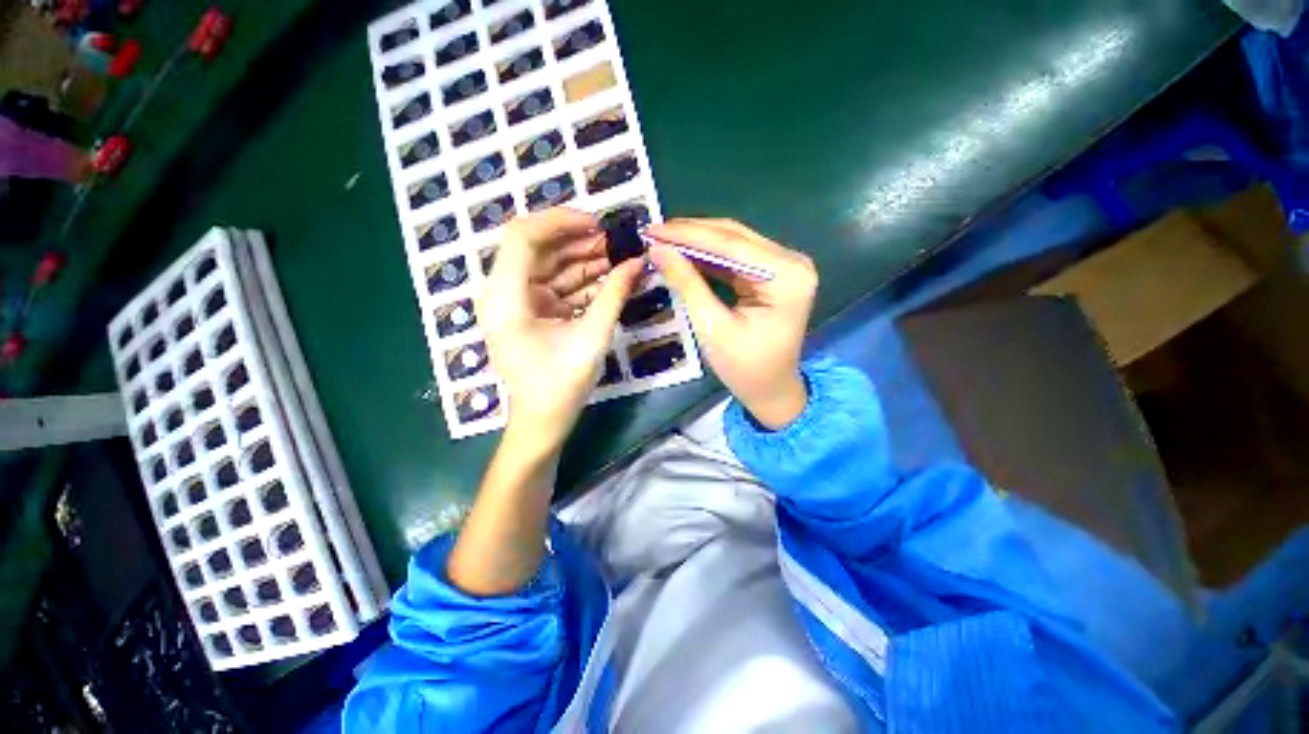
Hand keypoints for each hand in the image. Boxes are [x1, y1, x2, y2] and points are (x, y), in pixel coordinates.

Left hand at [477, 208, 644, 451]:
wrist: (543, 420)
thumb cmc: (561, 385)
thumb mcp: (592, 337)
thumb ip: (614, 295)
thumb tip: (638, 262)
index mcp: (506, 298)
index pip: (523, 236)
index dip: (559, 221)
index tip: (597, 224)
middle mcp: (504, 292)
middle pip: (539, 248)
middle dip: (579, 241)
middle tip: (617, 243)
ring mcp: (517, 301)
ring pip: (550, 265)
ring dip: (584, 260)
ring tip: (619, 258)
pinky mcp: (532, 311)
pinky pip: (557, 285)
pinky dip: (582, 280)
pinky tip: (609, 278)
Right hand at [647, 218, 816, 428]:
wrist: (771, 390)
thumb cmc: (745, 368)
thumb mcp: (712, 326)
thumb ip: (687, 284)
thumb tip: (658, 249)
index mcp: (786, 276)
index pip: (730, 244)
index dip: (687, 235)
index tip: (652, 230)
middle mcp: (791, 261)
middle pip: (734, 237)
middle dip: (690, 234)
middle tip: (653, 233)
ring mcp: (784, 265)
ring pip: (733, 243)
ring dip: (697, 242)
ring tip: (662, 241)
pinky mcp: (773, 273)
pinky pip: (736, 257)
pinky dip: (708, 256)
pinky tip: (683, 254)